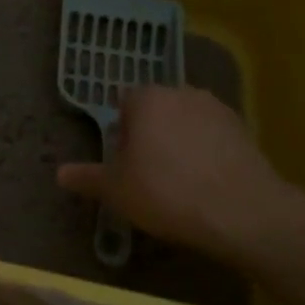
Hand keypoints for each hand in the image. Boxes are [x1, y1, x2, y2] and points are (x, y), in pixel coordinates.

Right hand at [56, 87, 301, 260]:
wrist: (243, 212)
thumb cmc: (166, 192)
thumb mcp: (117, 190)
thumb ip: (88, 178)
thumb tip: (60, 174)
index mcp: (147, 99)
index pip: (124, 103)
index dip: (122, 132)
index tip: (125, 162)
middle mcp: (182, 92)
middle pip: (157, 110)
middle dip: (151, 134)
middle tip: (149, 174)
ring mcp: (217, 109)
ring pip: (187, 122)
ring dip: (181, 142)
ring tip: (181, 182)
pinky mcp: (244, 130)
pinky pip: (215, 138)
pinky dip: (208, 153)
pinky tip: (208, 185)